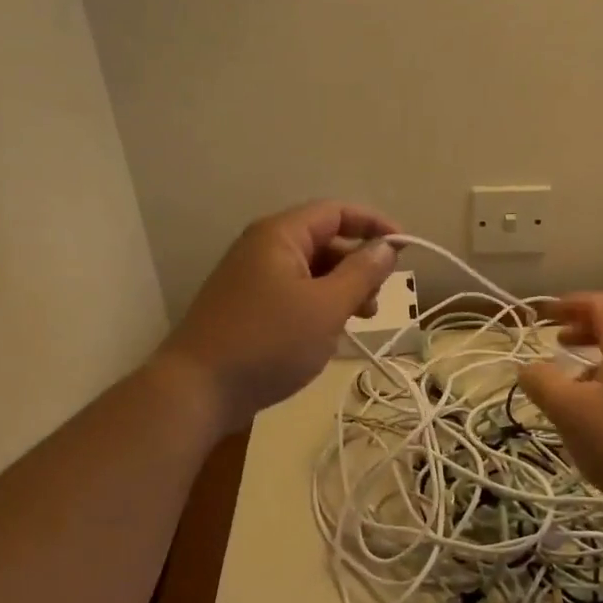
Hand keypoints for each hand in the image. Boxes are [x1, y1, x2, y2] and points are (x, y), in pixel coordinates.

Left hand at [159, 200, 400, 434]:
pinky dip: (319, 306)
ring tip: (358, 321)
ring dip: (341, 289)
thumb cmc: (268, 342)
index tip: (405, 249)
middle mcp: (263, 248)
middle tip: (378, 300)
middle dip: (358, 265)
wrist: (198, 390)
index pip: (336, 212)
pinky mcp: (248, 307)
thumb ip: (361, 273)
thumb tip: (387, 246)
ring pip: (311, 271)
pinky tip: (329, 335)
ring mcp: (252, 278)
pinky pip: (294, 293)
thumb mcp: (326, 307)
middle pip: (324, 241)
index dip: (374, 225)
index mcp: (280, 235)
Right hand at [519, 293, 602, 520]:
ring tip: (570, 382)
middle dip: (582, 330)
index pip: (600, 303)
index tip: (545, 314)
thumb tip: (526, 367)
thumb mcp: (570, 411)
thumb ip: (542, 383)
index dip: (570, 303)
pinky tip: (596, 416)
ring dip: (594, 360)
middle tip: (555, 342)